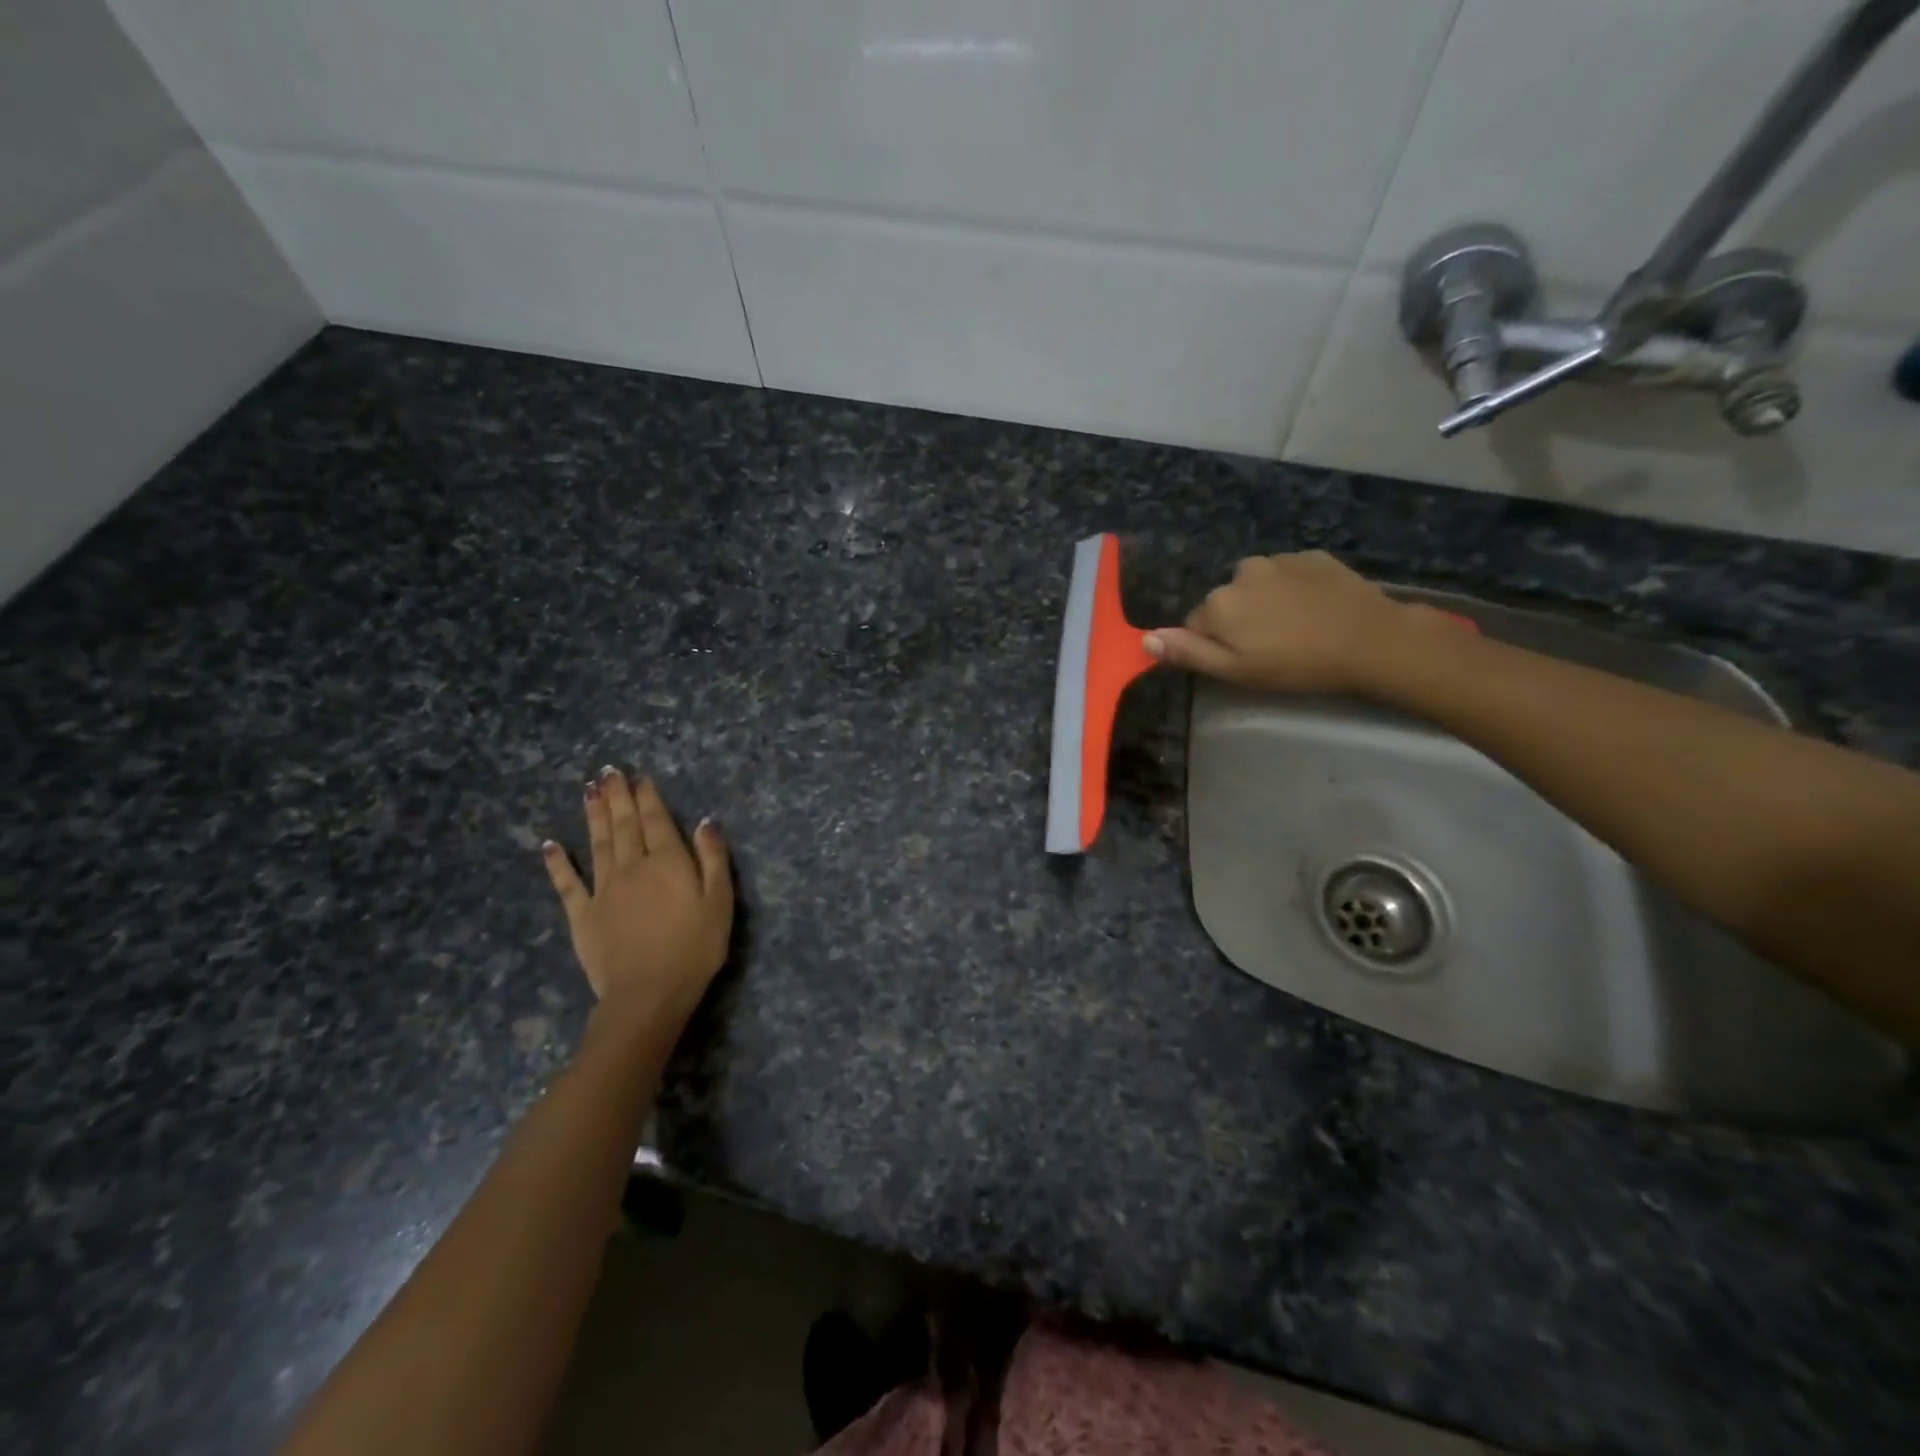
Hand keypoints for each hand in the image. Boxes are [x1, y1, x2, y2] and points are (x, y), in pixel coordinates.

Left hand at [542, 768, 732, 1031]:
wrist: (649, 993)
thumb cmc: (695, 949)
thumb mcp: (719, 902)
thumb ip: (713, 859)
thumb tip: (705, 821)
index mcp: (668, 863)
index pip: (656, 821)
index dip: (648, 798)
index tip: (639, 777)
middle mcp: (633, 867)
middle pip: (624, 825)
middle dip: (617, 797)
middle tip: (608, 772)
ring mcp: (603, 890)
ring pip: (598, 844)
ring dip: (593, 816)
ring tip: (588, 791)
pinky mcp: (582, 914)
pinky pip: (568, 883)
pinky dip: (558, 862)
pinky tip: (550, 844)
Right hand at [1144, 551, 1442, 695]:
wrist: (1368, 640)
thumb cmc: (1295, 664)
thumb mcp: (1236, 670)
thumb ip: (1188, 652)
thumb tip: (1145, 639)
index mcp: (1218, 603)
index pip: (1196, 623)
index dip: (1215, 644)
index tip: (1242, 659)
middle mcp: (1241, 573)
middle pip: (1226, 600)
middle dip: (1239, 619)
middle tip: (1271, 646)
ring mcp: (1278, 560)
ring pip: (1256, 584)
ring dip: (1265, 601)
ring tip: (1295, 626)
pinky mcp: (1311, 556)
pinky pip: (1288, 572)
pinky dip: (1294, 588)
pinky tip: (1314, 609)